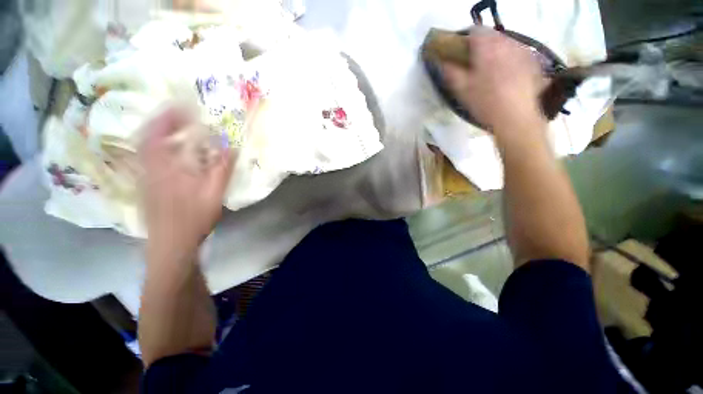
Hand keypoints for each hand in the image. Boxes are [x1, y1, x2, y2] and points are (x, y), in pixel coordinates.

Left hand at [138, 106, 233, 255]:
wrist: (170, 244)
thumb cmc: (193, 218)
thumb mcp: (213, 193)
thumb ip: (222, 168)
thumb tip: (232, 147)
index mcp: (163, 167)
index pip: (158, 132)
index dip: (169, 115)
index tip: (184, 104)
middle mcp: (147, 167)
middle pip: (146, 135)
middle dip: (161, 120)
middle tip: (179, 113)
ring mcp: (142, 177)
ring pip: (143, 146)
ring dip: (157, 132)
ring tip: (175, 127)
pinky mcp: (144, 185)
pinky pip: (146, 157)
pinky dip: (156, 147)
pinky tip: (170, 151)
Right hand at [442, 28, 545, 132]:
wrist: (515, 116)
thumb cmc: (484, 102)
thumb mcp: (461, 89)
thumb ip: (451, 72)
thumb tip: (442, 62)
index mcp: (486, 47)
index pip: (474, 30)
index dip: (465, 39)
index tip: (460, 53)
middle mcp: (506, 43)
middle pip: (491, 35)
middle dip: (481, 45)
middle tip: (474, 64)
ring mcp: (521, 50)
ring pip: (505, 43)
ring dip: (495, 52)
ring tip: (491, 70)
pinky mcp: (532, 61)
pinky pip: (517, 53)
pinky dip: (509, 59)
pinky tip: (507, 75)